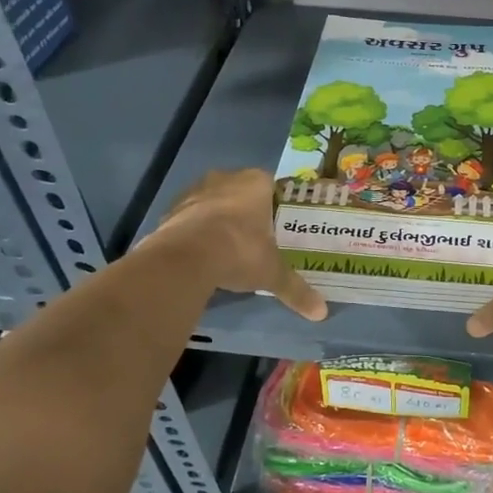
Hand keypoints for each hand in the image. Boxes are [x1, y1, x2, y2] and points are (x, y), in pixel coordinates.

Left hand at [148, 168, 327, 321]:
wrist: (185, 258)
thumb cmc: (240, 251)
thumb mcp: (272, 274)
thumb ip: (296, 290)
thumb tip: (322, 313)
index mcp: (255, 183)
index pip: (270, 185)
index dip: (273, 204)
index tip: (276, 226)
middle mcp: (225, 179)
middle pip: (239, 191)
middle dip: (245, 210)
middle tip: (253, 237)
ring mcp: (194, 191)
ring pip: (212, 201)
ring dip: (217, 218)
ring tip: (225, 247)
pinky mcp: (170, 210)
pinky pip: (189, 217)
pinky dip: (194, 231)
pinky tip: (200, 253)